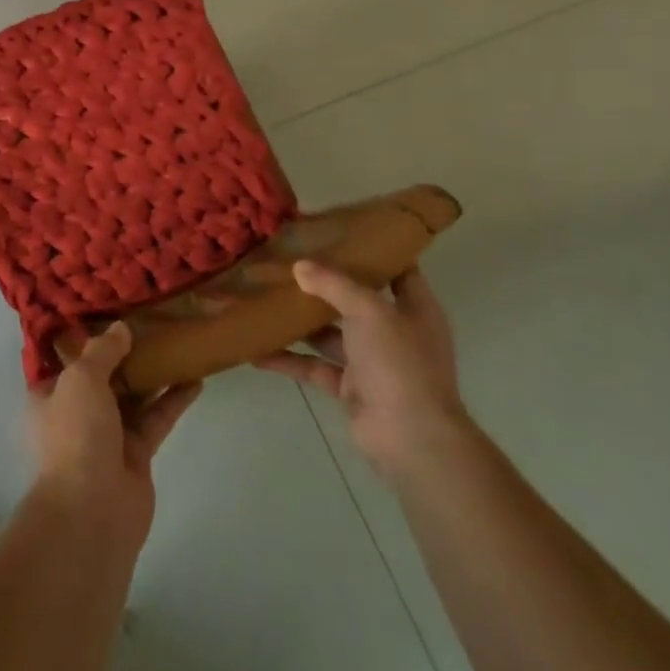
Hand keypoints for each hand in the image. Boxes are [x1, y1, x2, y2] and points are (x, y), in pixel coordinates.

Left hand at [29, 323, 200, 554]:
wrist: (92, 511)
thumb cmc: (75, 434)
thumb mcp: (82, 379)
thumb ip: (103, 351)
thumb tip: (121, 328)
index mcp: (50, 394)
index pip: (66, 360)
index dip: (85, 338)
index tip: (109, 313)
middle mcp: (76, 412)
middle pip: (104, 376)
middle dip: (125, 353)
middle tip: (152, 323)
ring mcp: (107, 435)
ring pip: (132, 396)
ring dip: (153, 374)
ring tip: (178, 344)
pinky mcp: (136, 454)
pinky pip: (155, 419)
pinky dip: (172, 400)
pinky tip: (195, 380)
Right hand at [254, 262, 468, 480]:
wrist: (410, 438)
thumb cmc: (399, 363)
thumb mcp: (369, 311)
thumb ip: (334, 284)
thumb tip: (300, 265)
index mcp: (414, 308)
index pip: (398, 269)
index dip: (373, 250)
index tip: (338, 232)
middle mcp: (394, 331)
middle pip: (355, 299)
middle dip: (323, 283)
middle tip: (287, 260)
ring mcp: (371, 362)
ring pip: (329, 333)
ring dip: (300, 321)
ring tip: (264, 298)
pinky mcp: (349, 387)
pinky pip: (313, 366)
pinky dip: (288, 359)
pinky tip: (256, 350)